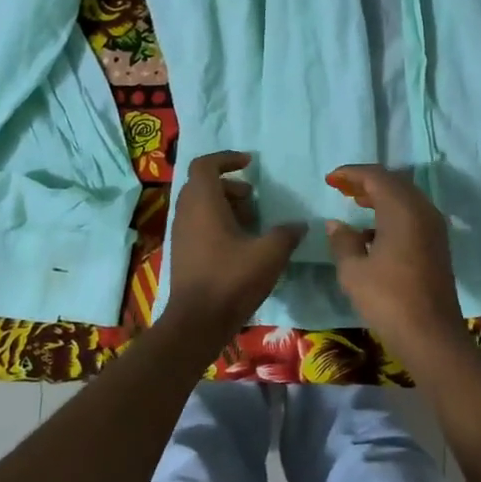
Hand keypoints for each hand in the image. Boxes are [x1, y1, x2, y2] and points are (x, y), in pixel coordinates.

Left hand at [163, 151, 305, 333]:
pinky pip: (198, 224)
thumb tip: (300, 225)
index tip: (250, 163)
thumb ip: (287, 234)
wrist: (196, 323)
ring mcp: (180, 234)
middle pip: (202, 183)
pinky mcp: (182, 252)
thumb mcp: (269, 254)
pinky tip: (239, 245)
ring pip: (200, 205)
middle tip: (253, 198)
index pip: (205, 164)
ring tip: (251, 223)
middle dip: (229, 184)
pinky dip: (217, 223)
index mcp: (203, 203)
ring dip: (225, 205)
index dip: (227, 158)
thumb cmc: (231, 280)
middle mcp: (186, 212)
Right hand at [324, 165, 466, 356]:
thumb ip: (343, 241)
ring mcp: (434, 228)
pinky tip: (373, 233)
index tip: (330, 179)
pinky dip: (392, 214)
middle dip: (367, 182)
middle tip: (342, 188)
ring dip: (381, 197)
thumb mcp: (354, 271)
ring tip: (355, 203)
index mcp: (402, 209)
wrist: (431, 336)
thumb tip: (336, 224)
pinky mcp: (437, 245)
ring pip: (406, 199)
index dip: (351, 173)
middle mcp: (422, 211)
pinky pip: (413, 216)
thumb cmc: (388, 299)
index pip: (376, 176)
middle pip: (394, 183)